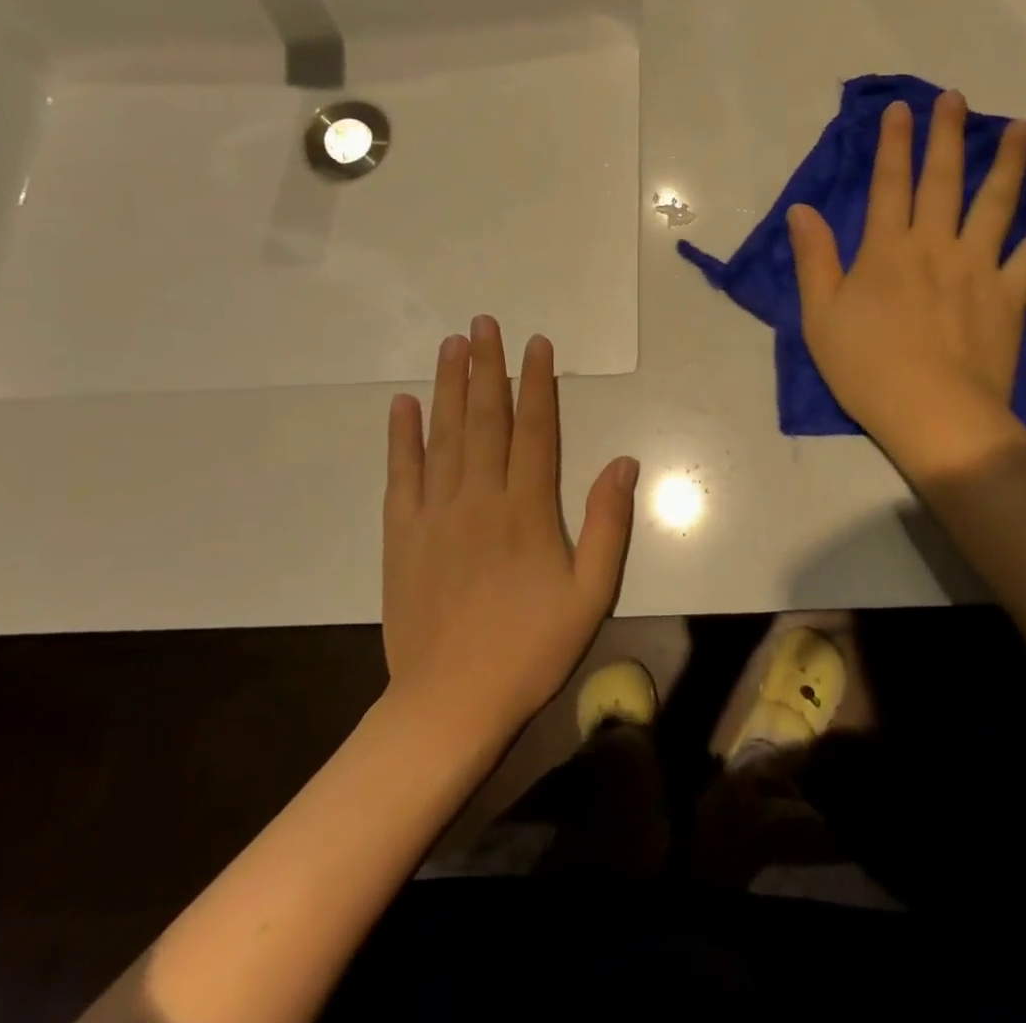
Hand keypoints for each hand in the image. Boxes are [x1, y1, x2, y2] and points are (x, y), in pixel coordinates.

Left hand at [379, 315, 638, 740]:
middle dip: (487, 367)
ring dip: (449, 387)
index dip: (537, 383)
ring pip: (444, 436)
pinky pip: (402, 474)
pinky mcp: (402, 535)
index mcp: (526, 509)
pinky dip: (402, 437)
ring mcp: (435, 514)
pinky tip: (403, 404)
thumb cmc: (530, 648)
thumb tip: (623, 462)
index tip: (537, 344)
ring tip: (451, 345)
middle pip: (485, 419)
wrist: (449, 703)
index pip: (534, 430)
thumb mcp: (590, 593)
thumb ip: (607, 524)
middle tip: (484, 323)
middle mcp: (479, 498)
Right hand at [786, 90, 1025, 470]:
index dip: (893, 145)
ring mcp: (978, 268)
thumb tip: (802, 210)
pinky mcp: (1010, 296)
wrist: (933, 415)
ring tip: (1021, 129)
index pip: (889, 185)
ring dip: (1009, 163)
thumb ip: (814, 259)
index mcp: (887, 250)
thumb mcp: (820, 317)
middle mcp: (935, 246)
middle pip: (943, 181)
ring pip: (996, 204)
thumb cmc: (867, 370)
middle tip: (956, 99)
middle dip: (947, 136)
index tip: (900, 109)